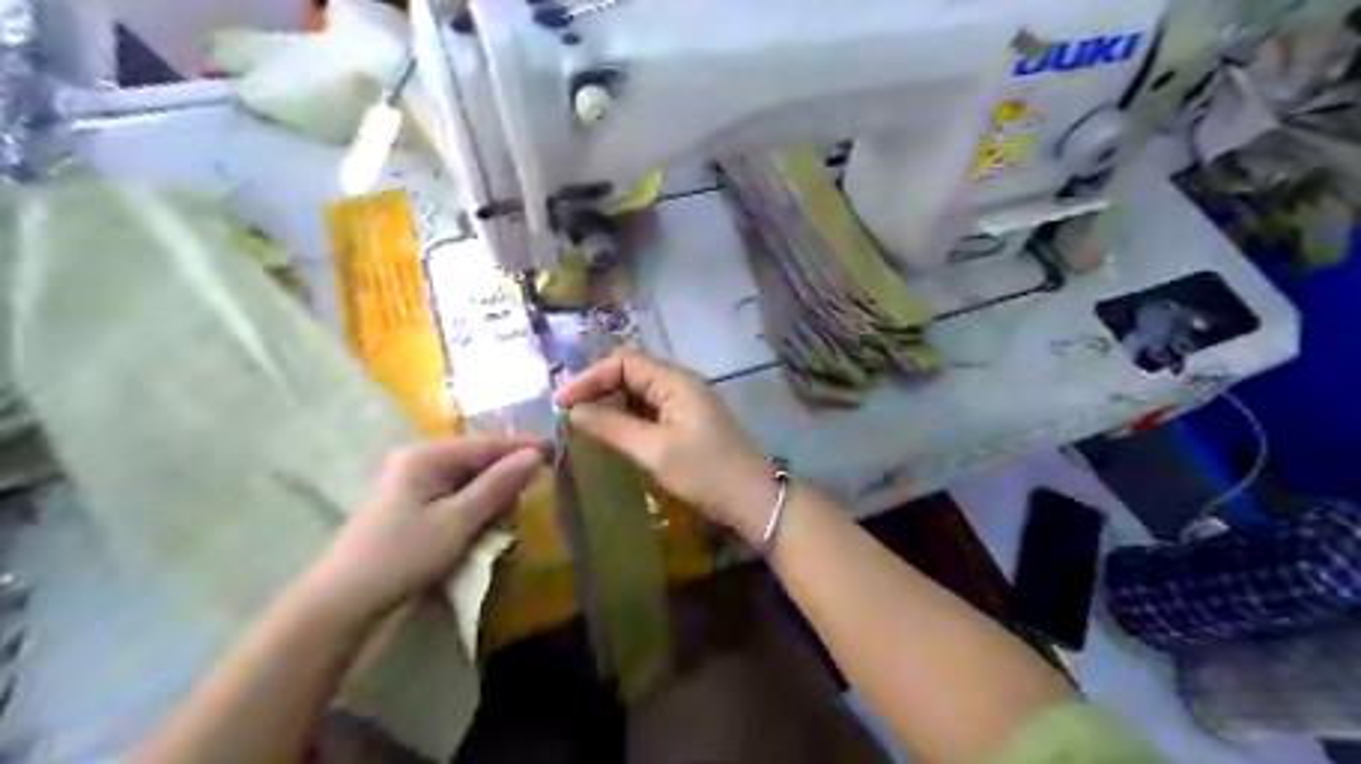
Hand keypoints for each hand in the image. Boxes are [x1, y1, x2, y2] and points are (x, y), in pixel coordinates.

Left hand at [299, 435, 544, 625]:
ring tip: (498, 526)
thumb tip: (534, 456)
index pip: (487, 444)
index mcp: (427, 456)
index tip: (558, 453)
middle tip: (518, 508)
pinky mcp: (411, 504)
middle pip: (479, 460)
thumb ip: (498, 485)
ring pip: (469, 480)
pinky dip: (473, 510)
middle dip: (504, 480)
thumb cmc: (403, 556)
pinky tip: (479, 530)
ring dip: (490, 499)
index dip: (523, 448)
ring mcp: (413, 482)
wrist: (344, 601)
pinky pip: (455, 496)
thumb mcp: (458, 521)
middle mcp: (419, 461)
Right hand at [559, 348, 782, 544]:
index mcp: (675, 380)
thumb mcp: (654, 450)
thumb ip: (612, 427)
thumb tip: (573, 411)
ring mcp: (686, 402)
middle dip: (597, 389)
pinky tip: (612, 434)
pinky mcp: (687, 421)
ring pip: (638, 392)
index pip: (623, 362)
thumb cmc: (705, 472)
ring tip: (583, 425)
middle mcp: (680, 383)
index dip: (589, 377)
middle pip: (630, 373)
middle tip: (568, 415)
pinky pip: (650, 409)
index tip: (561, 402)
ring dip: (610, 404)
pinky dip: (627, 417)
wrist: (753, 499)